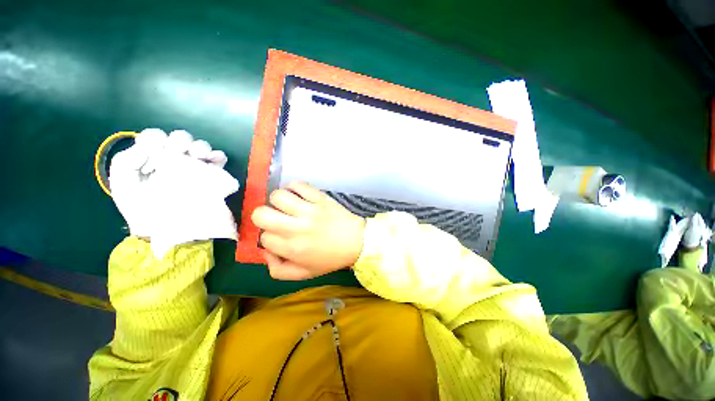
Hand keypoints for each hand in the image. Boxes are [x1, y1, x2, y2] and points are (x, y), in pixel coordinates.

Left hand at [109, 128, 238, 256]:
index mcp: (151, 158)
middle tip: (178, 153)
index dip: (157, 139)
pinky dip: (218, 156)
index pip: (156, 136)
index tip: (155, 152)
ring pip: (201, 146)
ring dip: (200, 147)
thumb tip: (148, 147)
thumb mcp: (122, 185)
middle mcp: (174, 159)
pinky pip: (219, 160)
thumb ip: (125, 161)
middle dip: (180, 141)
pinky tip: (213, 160)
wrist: (167, 230)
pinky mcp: (212, 176)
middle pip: (181, 138)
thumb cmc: (141, 209)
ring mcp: (195, 167)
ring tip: (197, 157)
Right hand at [251, 182, 365, 279]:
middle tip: (276, 218)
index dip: (268, 236)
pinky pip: (299, 185)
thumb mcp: (303, 274)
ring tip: (288, 206)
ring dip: (278, 201)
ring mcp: (310, 210)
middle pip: (261, 214)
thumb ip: (278, 270)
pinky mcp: (320, 198)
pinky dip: (294, 187)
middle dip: (262, 216)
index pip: (264, 237)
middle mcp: (298, 228)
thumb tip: (265, 251)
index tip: (278, 235)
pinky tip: (298, 195)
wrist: (356, 242)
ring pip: (278, 196)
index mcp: (292, 249)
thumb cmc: (330, 258)